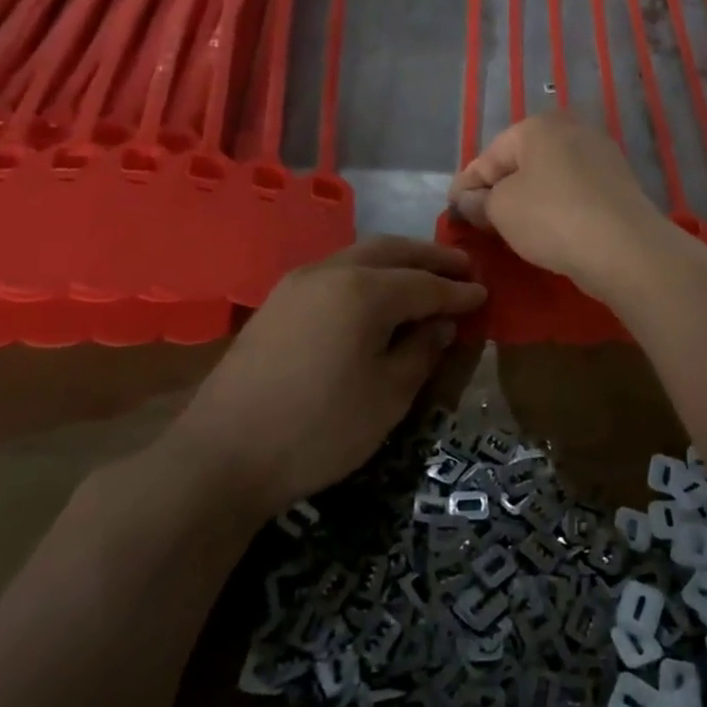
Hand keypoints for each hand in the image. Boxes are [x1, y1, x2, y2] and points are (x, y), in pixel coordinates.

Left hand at [173, 238, 485, 521]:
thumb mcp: (387, 397)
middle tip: (462, 267)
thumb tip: (439, 323)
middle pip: (391, 251)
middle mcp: (331, 272)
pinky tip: (376, 294)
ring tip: (424, 275)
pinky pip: (335, 271)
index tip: (484, 294)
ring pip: (359, 255)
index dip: (457, 291)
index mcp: (364, 291)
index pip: (425, 284)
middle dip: (430, 257)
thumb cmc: (318, 430)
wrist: (222, 455)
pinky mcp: (277, 302)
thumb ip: (421, 351)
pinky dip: (366, 273)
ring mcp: (298, 283)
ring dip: (397, 260)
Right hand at [448, 114, 664, 290]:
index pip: (490, 155)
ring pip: (549, 177)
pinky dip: (555, 207)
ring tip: (509, 228)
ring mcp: (601, 155)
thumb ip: (479, 201)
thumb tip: (469, 200)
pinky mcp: (619, 184)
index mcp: (539, 126)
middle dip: (498, 189)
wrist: (625, 247)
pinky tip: (547, 230)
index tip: (452, 208)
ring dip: (527, 199)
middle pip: (522, 162)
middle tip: (478, 219)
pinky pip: (573, 192)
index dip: (467, 184)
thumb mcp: (501, 210)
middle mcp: (573, 130)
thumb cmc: (552, 217)